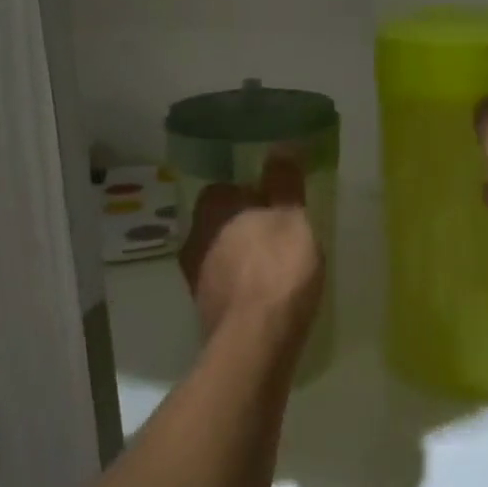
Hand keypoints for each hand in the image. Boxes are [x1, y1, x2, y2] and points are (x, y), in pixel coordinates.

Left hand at [177, 153, 323, 340]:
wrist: (256, 340)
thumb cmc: (277, 269)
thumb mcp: (292, 217)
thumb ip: (285, 182)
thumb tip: (281, 145)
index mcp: (213, 211)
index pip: (224, 189)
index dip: (251, 194)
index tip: (276, 204)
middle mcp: (195, 240)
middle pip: (221, 223)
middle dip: (246, 226)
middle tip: (280, 234)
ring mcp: (196, 278)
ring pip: (221, 255)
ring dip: (243, 257)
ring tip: (278, 267)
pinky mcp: (206, 311)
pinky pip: (227, 286)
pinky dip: (244, 286)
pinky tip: (268, 296)